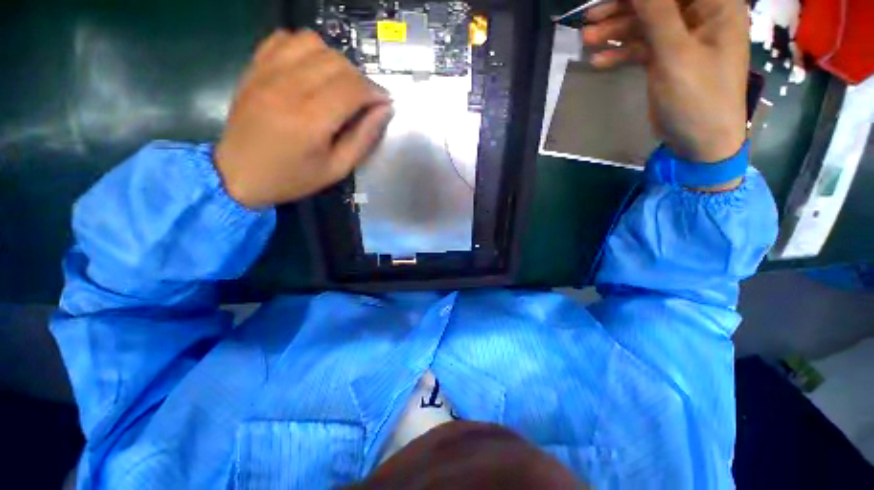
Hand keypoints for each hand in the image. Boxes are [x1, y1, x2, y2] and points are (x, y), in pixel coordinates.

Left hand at [215, 30, 392, 207]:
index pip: (353, 87)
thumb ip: (363, 138)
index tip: (384, 102)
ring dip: (334, 60)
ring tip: (338, 83)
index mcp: (312, 119)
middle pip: (337, 62)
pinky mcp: (254, 67)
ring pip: (313, 42)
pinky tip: (310, 69)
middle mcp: (289, 87)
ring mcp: (267, 72)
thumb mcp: (337, 169)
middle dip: (360, 79)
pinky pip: (285, 38)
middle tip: (363, 99)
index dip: (375, 91)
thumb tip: (384, 110)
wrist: (237, 174)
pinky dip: (305, 48)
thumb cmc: (293, 178)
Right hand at [582, 0, 748, 162]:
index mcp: (716, 6)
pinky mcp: (668, 58)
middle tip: (591, 18)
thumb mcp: (676, 54)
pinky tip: (599, 62)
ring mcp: (683, 38)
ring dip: (616, 31)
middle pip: (658, 2)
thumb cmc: (698, 97)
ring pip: (645, 23)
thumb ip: (657, 13)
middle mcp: (701, 17)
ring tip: (587, 40)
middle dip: (623, 8)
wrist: (699, 142)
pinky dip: (621, 53)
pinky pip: (642, 47)